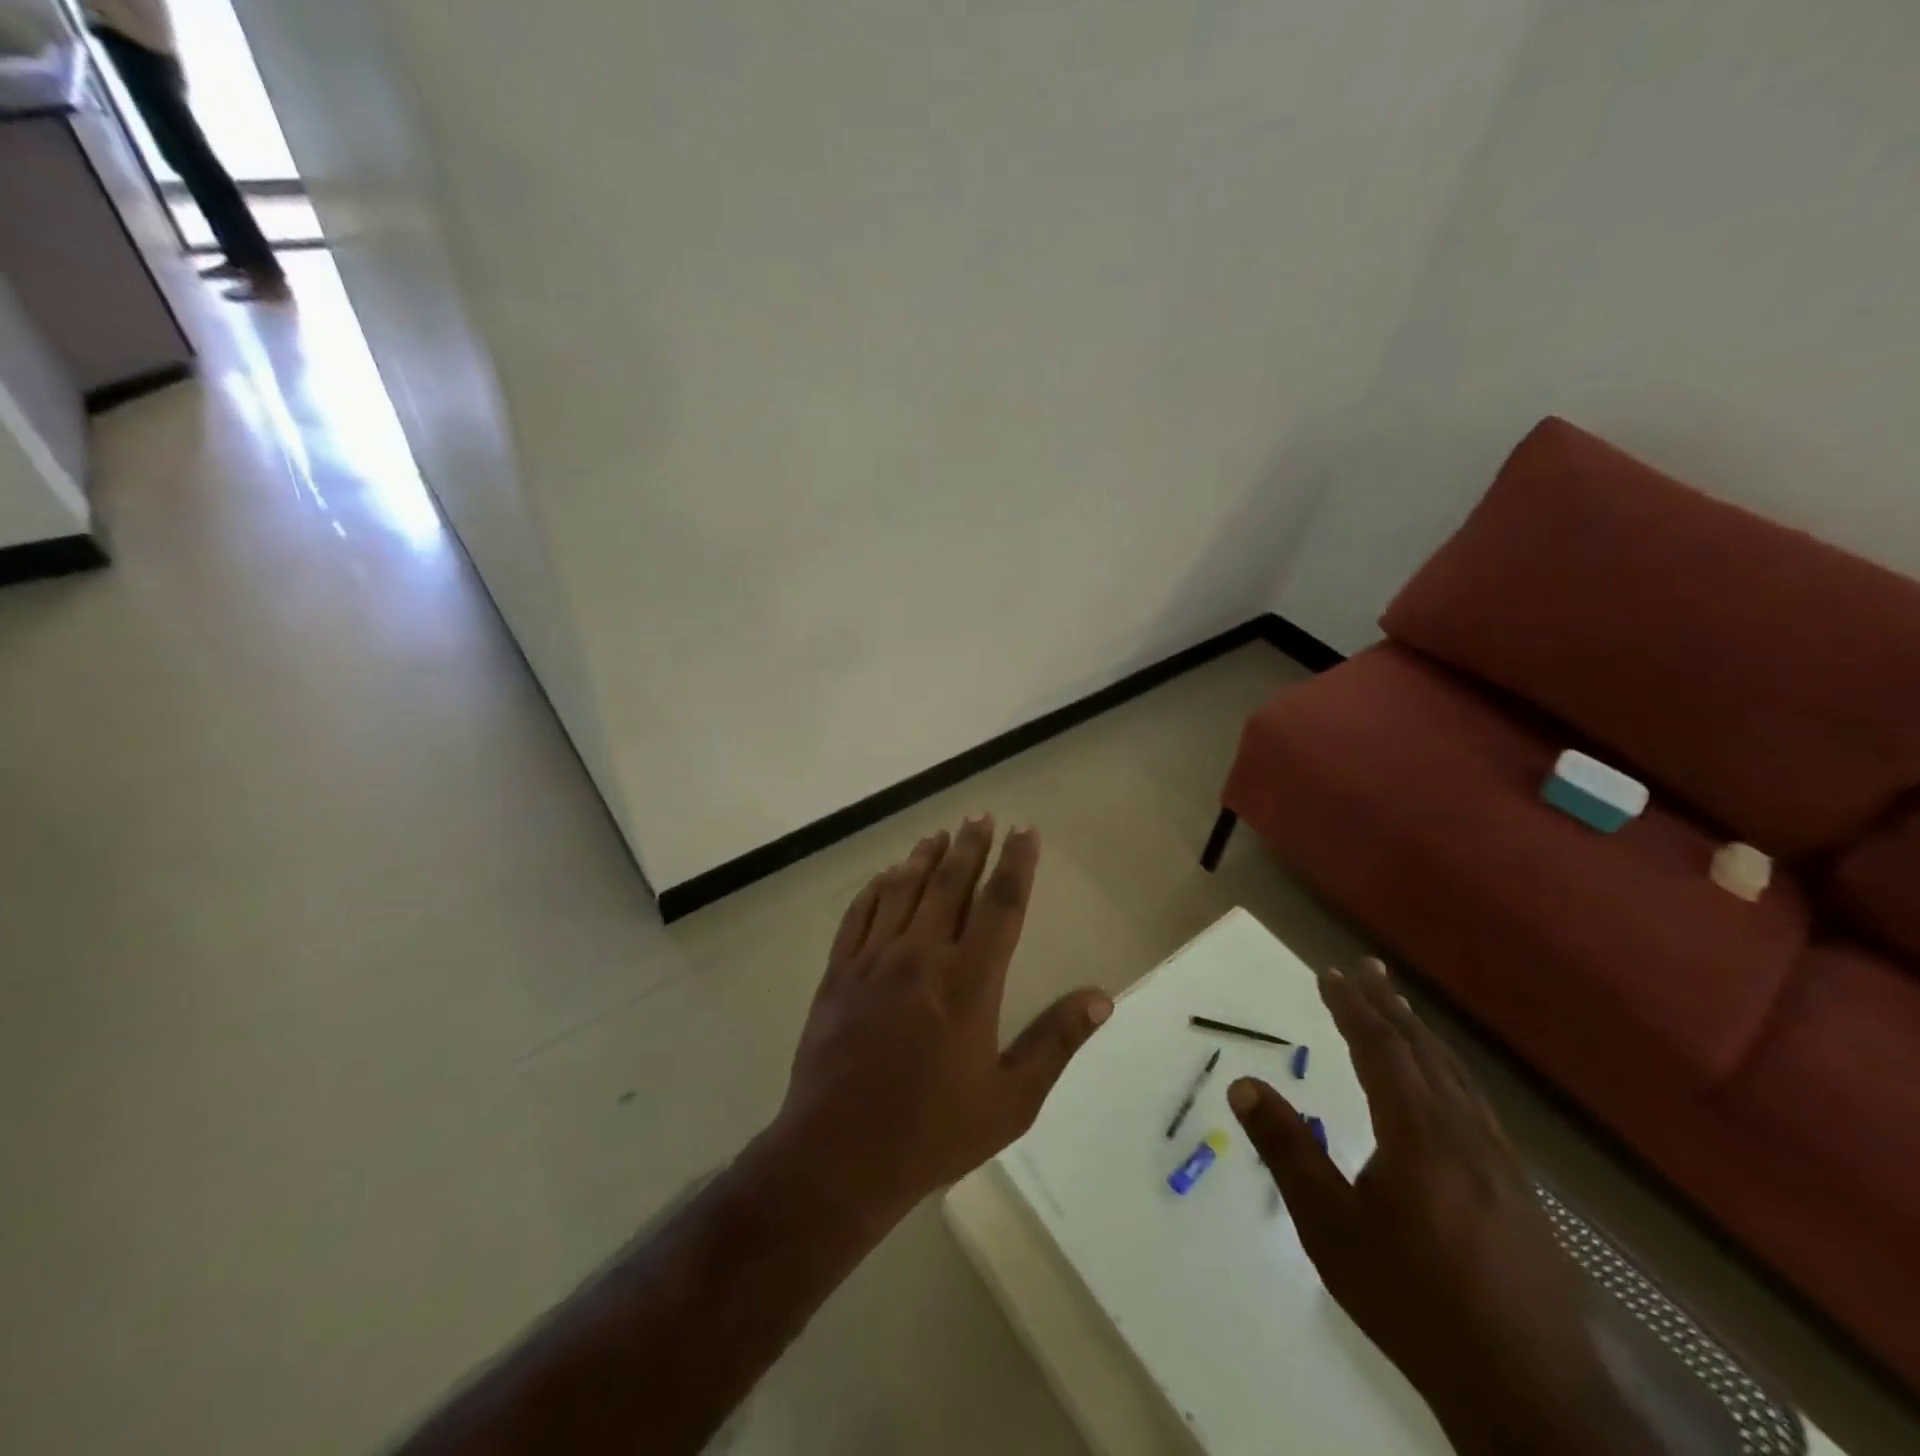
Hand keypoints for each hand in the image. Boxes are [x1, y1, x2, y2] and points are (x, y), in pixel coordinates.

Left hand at [769, 816, 1112, 1229]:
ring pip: (904, 890)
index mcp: (968, 983)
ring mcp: (874, 961)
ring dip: (924, 858)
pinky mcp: (839, 973)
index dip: (1016, 863)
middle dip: (970, 845)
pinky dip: (876, 888)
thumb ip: (1055, 1042)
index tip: (1025, 831)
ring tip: (939, 834)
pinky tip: (886, 876)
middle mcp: (921, 957)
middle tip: (980, 815)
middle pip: (951, 884)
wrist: (837, 1156)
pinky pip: (859, 915)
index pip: (1000, 905)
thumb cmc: (932, 1133)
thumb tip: (1101, 997)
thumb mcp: (1010, 1100)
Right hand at [1230, 960, 1656, 1455]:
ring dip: (1422, 1035)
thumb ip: (1287, 1149)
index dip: (1353, 1007)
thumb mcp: (1330, 1228)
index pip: (1380, 1049)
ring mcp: (1500, 1162)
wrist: (1530, 1396)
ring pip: (1456, 1077)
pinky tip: (1447, 1087)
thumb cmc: (1414, 1302)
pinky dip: (1449, 1072)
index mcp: (1418, 1134)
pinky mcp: (1519, 1192)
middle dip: (1390, 1006)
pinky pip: (1476, 1105)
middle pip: (1423, 1051)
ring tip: (1401, 1009)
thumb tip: (1242, 1083)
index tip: (1330, 973)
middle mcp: (1463, 1133)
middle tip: (1369, 968)